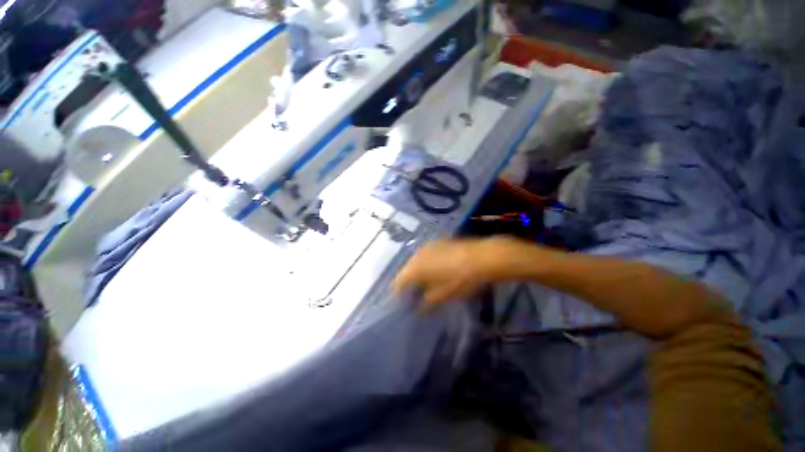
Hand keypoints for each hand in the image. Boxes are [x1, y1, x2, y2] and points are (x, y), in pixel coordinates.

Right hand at [392, 237, 515, 307]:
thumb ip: (426, 303)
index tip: (403, 303)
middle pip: (405, 271)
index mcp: (414, 268)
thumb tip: (417, 309)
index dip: (398, 294)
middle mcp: (416, 255)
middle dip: (408, 283)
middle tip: (415, 295)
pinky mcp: (437, 242)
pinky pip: (425, 255)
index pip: (398, 282)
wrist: (481, 257)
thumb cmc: (460, 279)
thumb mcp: (443, 296)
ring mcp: (427, 246)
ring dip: (417, 273)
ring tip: (425, 283)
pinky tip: (435, 270)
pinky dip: (425, 264)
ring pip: (415, 262)